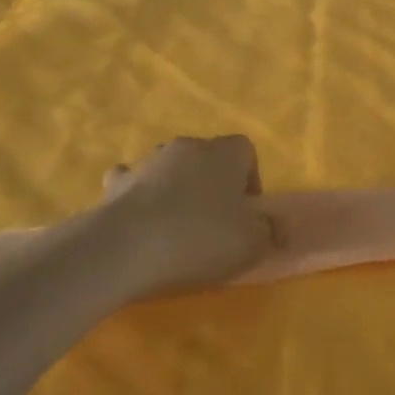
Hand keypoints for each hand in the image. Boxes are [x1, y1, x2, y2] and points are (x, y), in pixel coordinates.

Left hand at [98, 135, 278, 298]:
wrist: (124, 248)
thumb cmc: (198, 239)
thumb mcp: (251, 244)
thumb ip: (270, 231)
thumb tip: (278, 226)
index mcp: (224, 153)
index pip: (245, 150)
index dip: (250, 179)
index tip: (246, 213)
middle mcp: (186, 147)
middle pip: (207, 157)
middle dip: (212, 183)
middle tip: (214, 222)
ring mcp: (147, 162)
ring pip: (169, 168)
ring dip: (175, 188)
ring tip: (175, 226)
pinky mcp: (116, 184)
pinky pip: (132, 183)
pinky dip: (138, 196)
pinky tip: (139, 221)